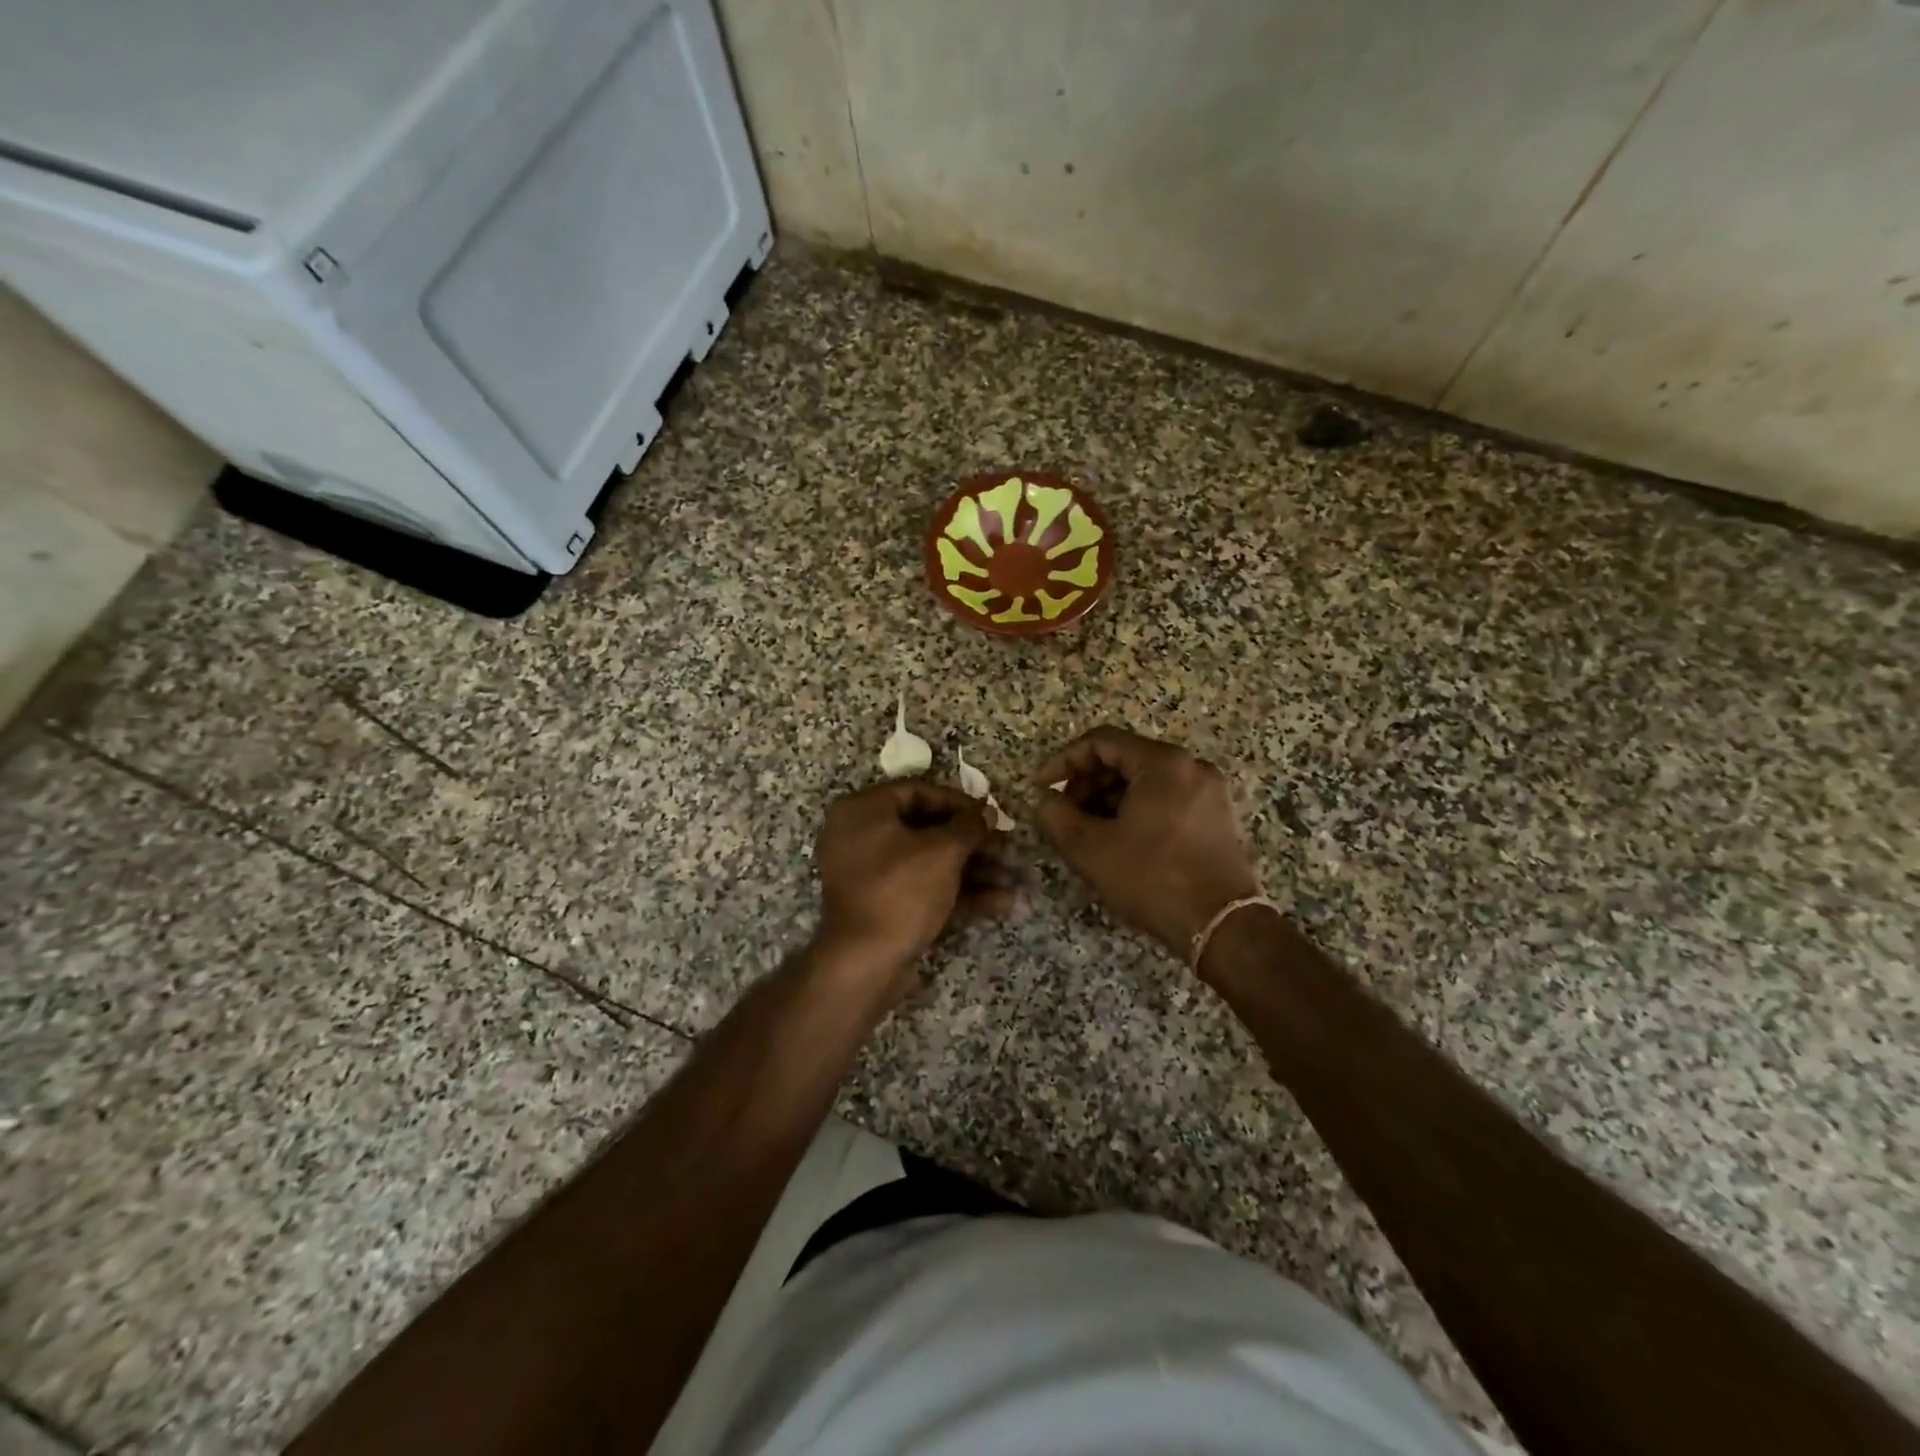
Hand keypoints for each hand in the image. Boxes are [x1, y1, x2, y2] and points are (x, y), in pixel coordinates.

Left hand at [812, 781, 1020, 980]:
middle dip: (975, 843)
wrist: (865, 963)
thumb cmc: (901, 891)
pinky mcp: (885, 906)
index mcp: (864, 811)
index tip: (990, 814)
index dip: (959, 802)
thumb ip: (969, 826)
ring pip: (931, 863)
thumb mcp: (942, 852)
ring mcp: (873, 875)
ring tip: (1016, 881)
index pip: (918, 791)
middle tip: (1009, 850)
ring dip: (975, 871)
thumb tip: (987, 811)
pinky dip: (960, 894)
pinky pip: (925, 888)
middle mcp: (863, 837)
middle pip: (928, 830)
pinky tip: (1003, 903)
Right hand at [1034, 727, 1260, 956]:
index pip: (1101, 742)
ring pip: (1145, 780)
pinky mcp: (1216, 816)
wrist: (1221, 926)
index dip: (1063, 761)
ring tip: (1087, 831)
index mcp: (1163, 763)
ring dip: (1108, 798)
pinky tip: (1119, 839)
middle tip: (1063, 813)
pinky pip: (1166, 798)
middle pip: (1125, 758)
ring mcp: (1208, 791)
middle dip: (1087, 782)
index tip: (1042, 788)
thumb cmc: (1152, 879)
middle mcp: (1191, 766)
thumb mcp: (1090, 849)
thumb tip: (1046, 799)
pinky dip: (1136, 809)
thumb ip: (1056, 815)